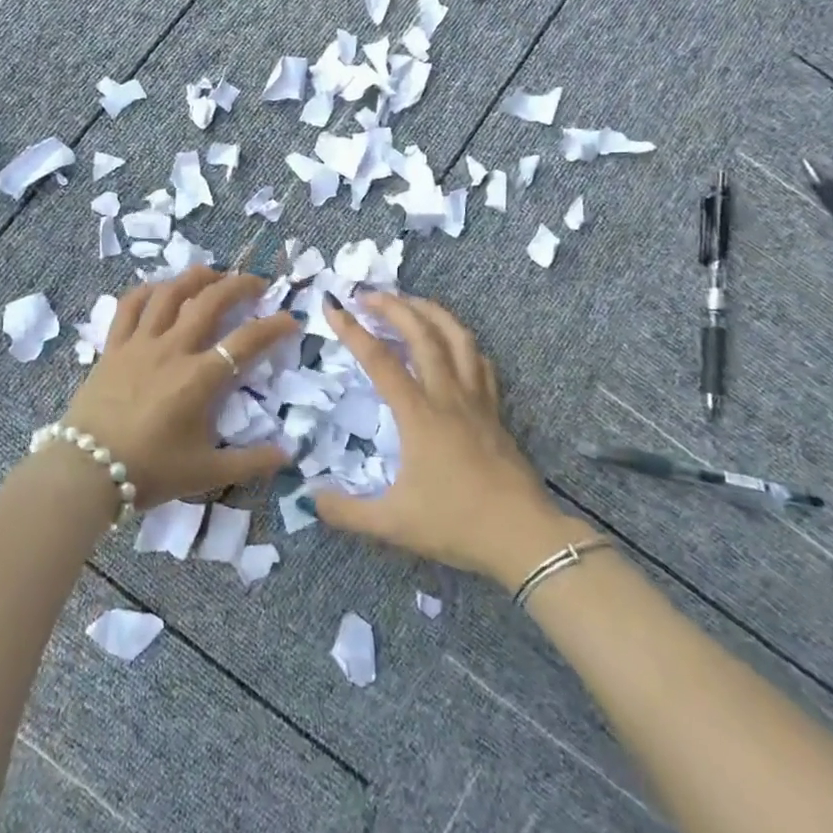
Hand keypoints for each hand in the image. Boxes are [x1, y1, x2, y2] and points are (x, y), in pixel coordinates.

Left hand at [61, 267, 297, 506]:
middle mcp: (172, 350)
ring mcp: (140, 344)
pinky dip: (148, 290)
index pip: (246, 341)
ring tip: (213, 274)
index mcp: (199, 378)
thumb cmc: (149, 471)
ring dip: (195, 277)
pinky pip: (130, 306)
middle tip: (256, 283)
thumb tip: (288, 454)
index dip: (274, 326)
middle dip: (239, 285)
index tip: (291, 320)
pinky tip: (160, 288)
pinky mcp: (113, 346)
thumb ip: (251, 462)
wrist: (86, 472)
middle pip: (210, 301)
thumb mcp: (206, 473)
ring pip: (170, 293)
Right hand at [315, 293, 587, 586]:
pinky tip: (453, 342)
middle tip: (367, 295)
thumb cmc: (456, 524)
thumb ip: (346, 511)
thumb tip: (309, 497)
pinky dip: (462, 341)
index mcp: (419, 415)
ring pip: (457, 338)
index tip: (333, 308)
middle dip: (393, 306)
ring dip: (431, 312)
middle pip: (422, 334)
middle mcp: (447, 396)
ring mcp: (476, 400)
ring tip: (410, 302)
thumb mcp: (392, 524)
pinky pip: (480, 361)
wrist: (523, 537)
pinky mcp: (495, 411)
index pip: (380, 360)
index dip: (353, 331)